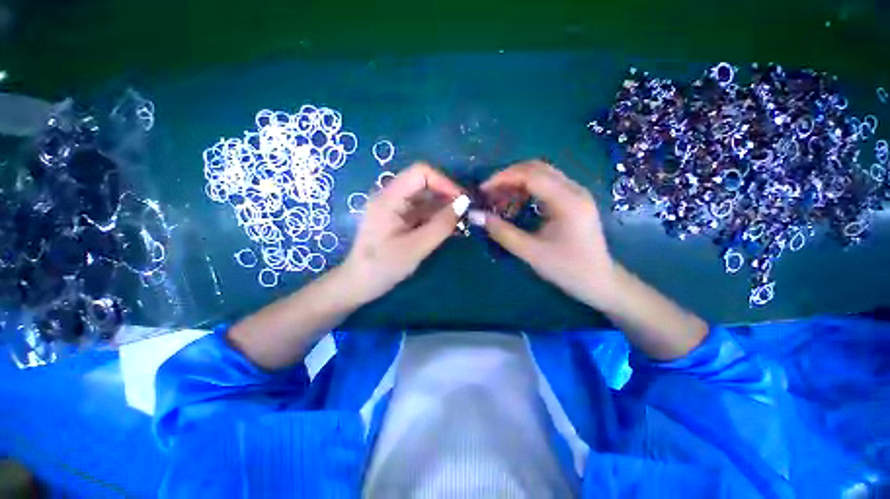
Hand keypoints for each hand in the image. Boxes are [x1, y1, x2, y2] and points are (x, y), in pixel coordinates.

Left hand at [342, 163, 463, 302]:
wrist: (360, 284)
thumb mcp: (416, 247)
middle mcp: (391, 197)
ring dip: (445, 208)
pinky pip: (423, 212)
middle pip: (425, 184)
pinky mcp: (400, 219)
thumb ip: (441, 225)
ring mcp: (395, 208)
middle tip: (467, 213)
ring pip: (426, 199)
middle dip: (448, 195)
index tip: (463, 201)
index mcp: (389, 197)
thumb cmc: (383, 266)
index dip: (444, 182)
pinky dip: (438, 218)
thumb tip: (464, 203)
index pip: (421, 172)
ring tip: (463, 223)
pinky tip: (451, 229)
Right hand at [472, 160, 616, 307]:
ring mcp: (575, 194)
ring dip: (517, 183)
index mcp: (567, 201)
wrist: (599, 282)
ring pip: (541, 175)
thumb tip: (477, 215)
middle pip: (536, 168)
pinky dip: (527, 191)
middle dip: (508, 177)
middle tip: (489, 193)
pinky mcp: (573, 201)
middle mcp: (574, 190)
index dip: (503, 178)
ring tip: (499, 201)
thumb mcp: (530, 252)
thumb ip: (502, 232)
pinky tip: (516, 205)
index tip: (482, 190)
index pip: (531, 175)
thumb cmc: (567, 269)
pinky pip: (546, 186)